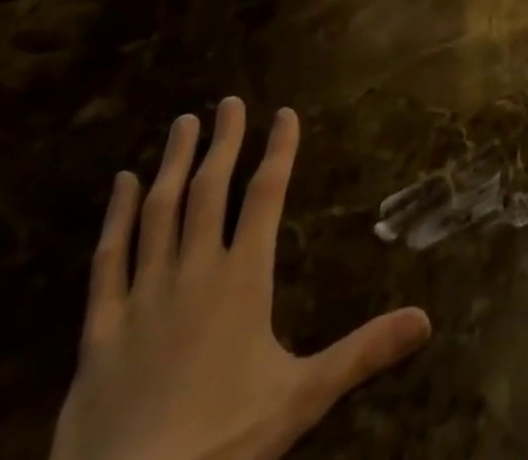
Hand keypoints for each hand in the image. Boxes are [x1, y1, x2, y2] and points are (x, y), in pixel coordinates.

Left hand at [50, 98, 431, 459]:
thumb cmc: (221, 444)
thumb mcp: (302, 399)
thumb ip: (363, 353)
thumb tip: (426, 320)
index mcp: (243, 280)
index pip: (266, 197)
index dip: (279, 151)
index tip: (285, 114)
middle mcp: (194, 273)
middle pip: (210, 190)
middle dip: (224, 142)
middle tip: (229, 101)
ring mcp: (143, 297)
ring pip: (159, 212)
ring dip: (174, 164)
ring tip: (184, 124)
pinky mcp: (100, 330)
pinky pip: (107, 260)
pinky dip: (115, 218)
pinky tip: (120, 185)